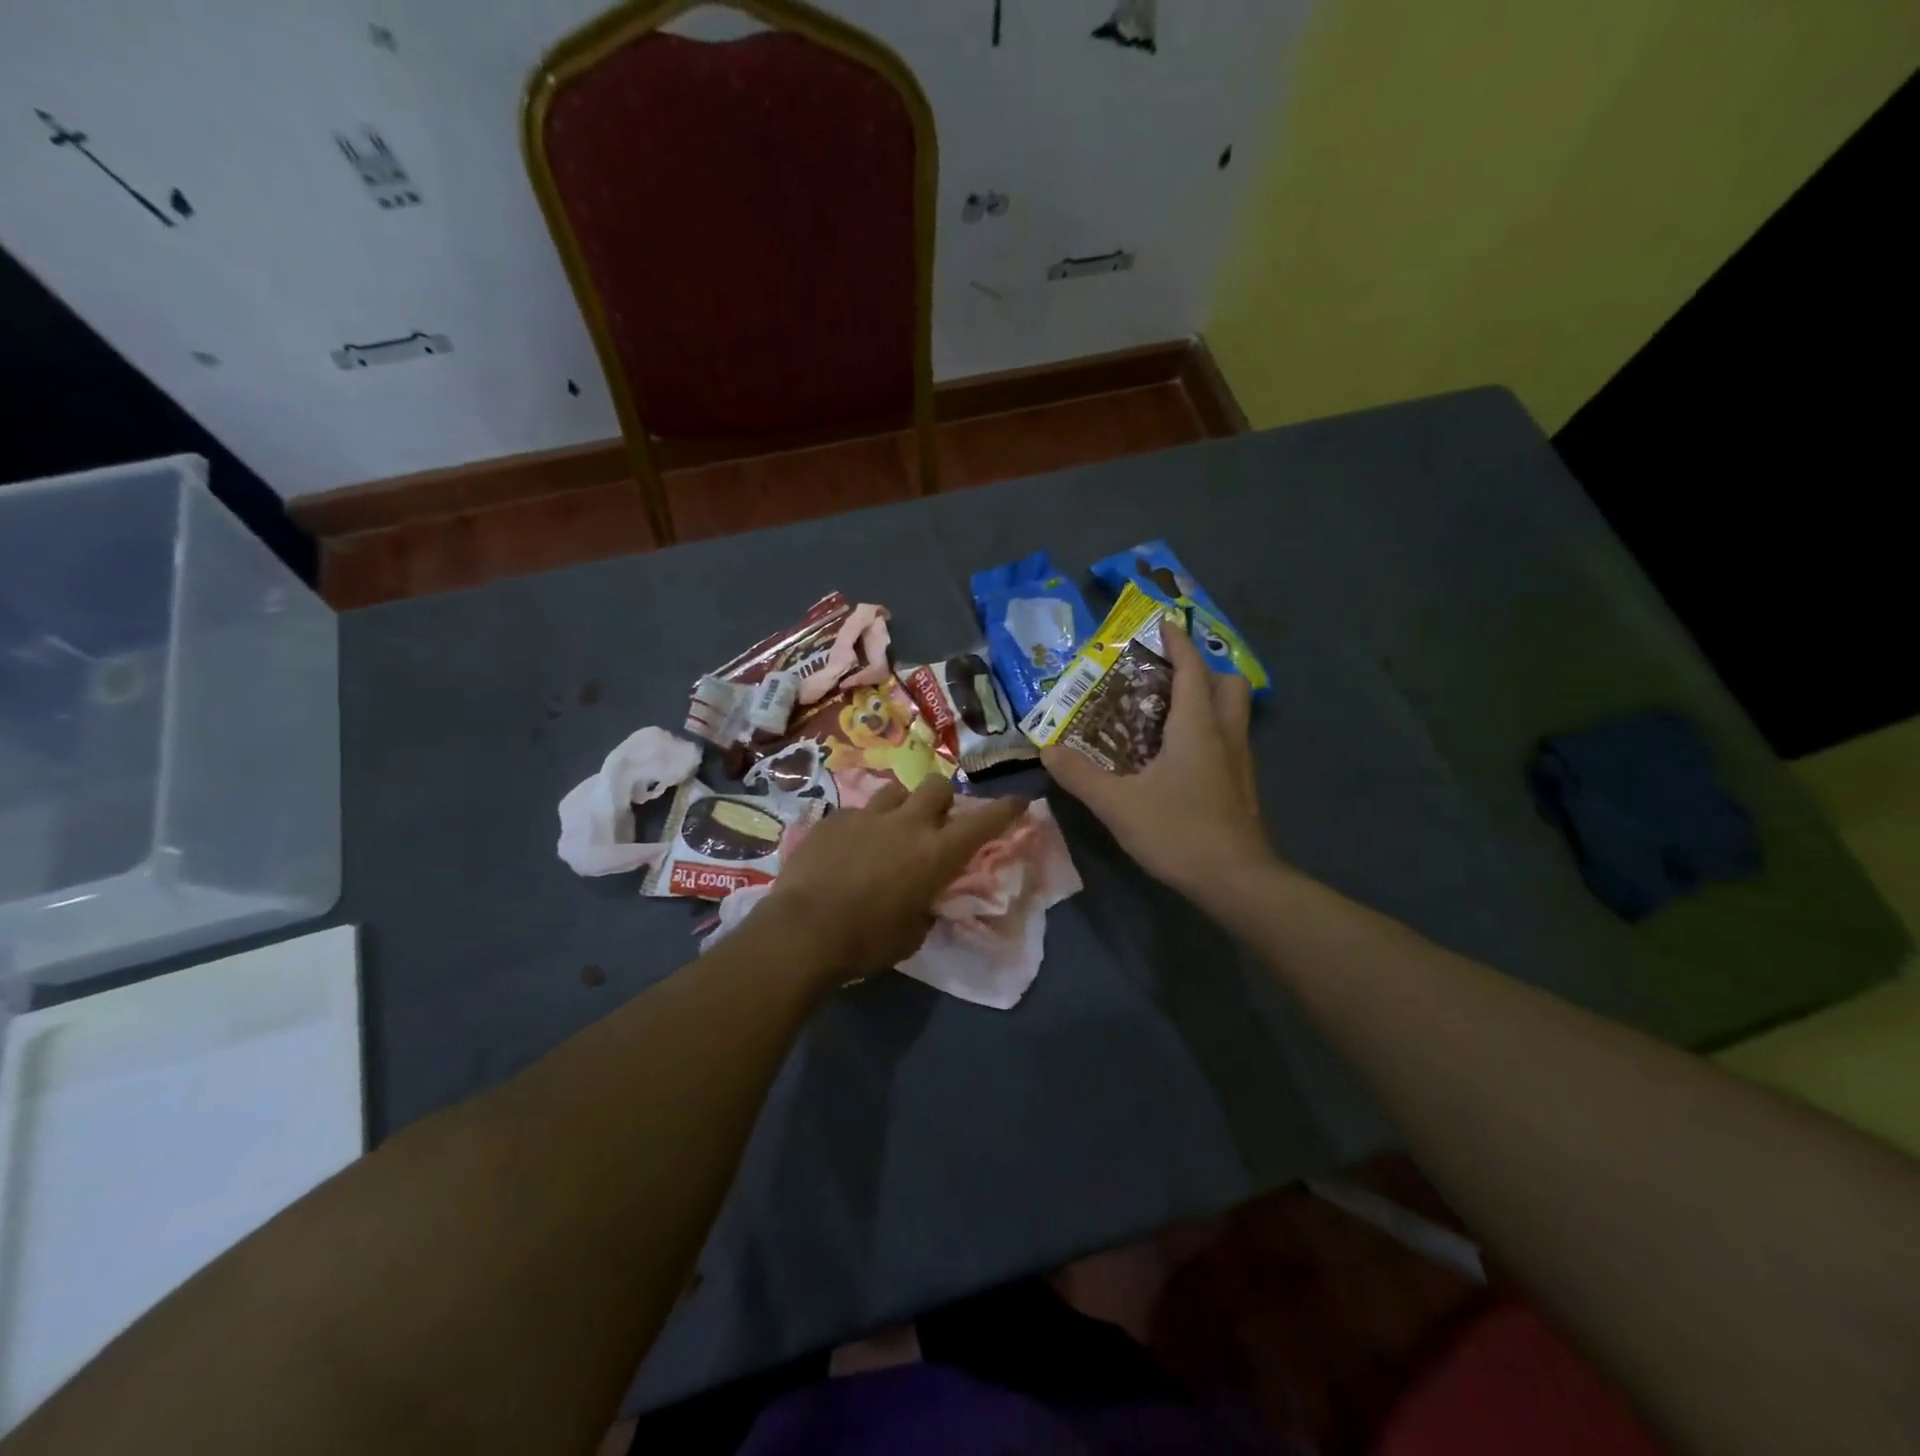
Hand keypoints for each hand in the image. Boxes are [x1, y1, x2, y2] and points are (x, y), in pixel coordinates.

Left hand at [764, 777, 1026, 980]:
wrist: (802, 932)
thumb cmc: (866, 942)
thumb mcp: (912, 933)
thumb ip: (925, 906)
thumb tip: (923, 899)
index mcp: (935, 853)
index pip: (982, 822)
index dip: (1005, 809)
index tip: (1018, 801)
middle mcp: (906, 824)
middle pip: (937, 786)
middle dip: (943, 799)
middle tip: (936, 821)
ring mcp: (867, 816)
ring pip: (895, 791)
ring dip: (902, 806)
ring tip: (891, 828)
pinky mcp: (833, 818)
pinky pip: (857, 811)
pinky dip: (862, 825)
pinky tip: (849, 847)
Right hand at [1042, 623, 1270, 895]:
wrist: (1236, 881)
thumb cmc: (1179, 832)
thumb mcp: (1118, 804)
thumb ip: (1081, 776)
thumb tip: (1047, 750)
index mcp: (1197, 727)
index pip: (1192, 669)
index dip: (1178, 643)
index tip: (1163, 623)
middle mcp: (1225, 735)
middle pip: (1228, 684)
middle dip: (1204, 669)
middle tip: (1169, 675)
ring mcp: (1240, 762)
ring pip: (1234, 713)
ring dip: (1209, 700)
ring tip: (1171, 711)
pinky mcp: (1242, 788)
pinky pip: (1230, 741)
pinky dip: (1210, 731)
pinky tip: (1182, 757)